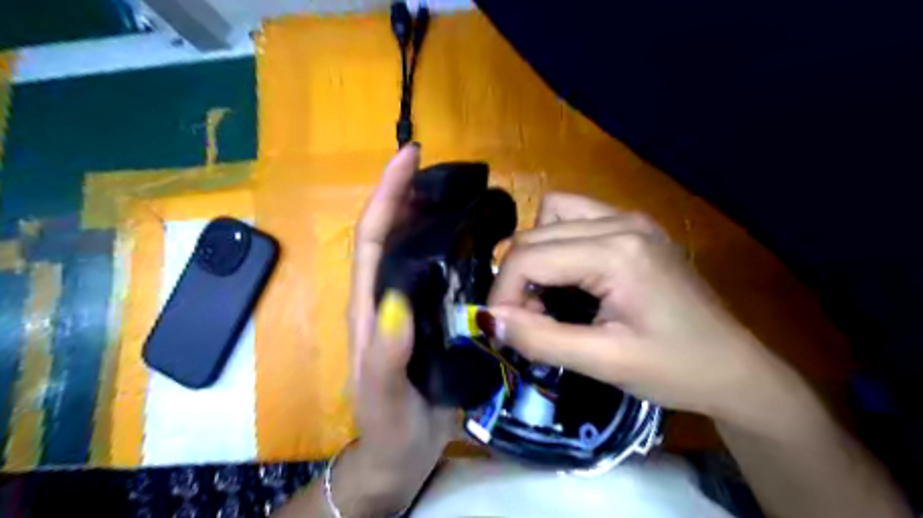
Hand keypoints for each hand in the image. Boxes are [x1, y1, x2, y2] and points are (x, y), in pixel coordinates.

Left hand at [340, 141, 455, 512]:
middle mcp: (388, 295)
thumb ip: (387, 352)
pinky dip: (456, 249)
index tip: (409, 156)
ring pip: (417, 249)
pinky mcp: (435, 316)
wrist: (403, 451)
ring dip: (433, 215)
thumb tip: (397, 300)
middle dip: (409, 194)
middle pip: (393, 232)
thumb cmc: (388, 423)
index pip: (372, 236)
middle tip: (443, 168)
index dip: (387, 194)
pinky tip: (480, 241)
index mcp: (369, 304)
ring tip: (463, 193)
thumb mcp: (383, 393)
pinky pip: (443, 273)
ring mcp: (412, 304)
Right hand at [489, 192, 809, 430]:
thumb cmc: (675, 369)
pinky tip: (568, 274)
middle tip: (527, 319)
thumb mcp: (603, 362)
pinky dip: (555, 241)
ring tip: (545, 293)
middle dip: (516, 277)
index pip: (528, 256)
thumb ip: (540, 339)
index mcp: (617, 252)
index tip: (503, 329)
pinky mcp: (633, 226)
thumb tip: (489, 319)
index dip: (503, 293)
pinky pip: (573, 216)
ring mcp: (630, 218)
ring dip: (534, 252)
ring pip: (550, 214)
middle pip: (534, 233)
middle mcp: (621, 220)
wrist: (734, 368)